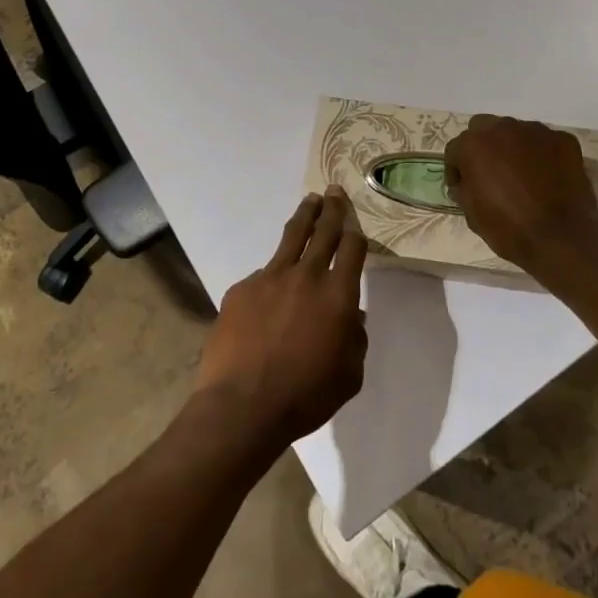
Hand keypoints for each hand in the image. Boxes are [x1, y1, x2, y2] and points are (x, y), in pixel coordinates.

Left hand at [194, 187, 368, 459]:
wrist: (242, 406)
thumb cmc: (305, 396)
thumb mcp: (349, 376)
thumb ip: (355, 340)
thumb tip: (352, 318)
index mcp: (338, 295)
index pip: (352, 249)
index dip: (356, 232)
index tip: (355, 223)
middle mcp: (306, 276)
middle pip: (323, 231)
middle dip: (332, 208)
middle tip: (334, 191)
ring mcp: (269, 278)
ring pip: (291, 237)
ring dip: (304, 217)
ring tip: (309, 203)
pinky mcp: (241, 289)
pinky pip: (262, 275)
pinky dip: (271, 276)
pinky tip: (269, 294)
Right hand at [444, 115, 597, 273]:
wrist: (561, 240)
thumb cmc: (509, 229)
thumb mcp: (472, 215)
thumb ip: (464, 188)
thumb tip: (466, 182)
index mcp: (474, 145)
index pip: (456, 149)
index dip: (457, 169)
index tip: (462, 186)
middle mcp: (503, 128)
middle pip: (484, 128)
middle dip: (484, 147)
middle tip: (491, 173)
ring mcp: (537, 131)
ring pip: (516, 132)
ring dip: (513, 147)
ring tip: (522, 174)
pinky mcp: (564, 139)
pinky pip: (545, 142)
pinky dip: (542, 155)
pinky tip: (547, 177)